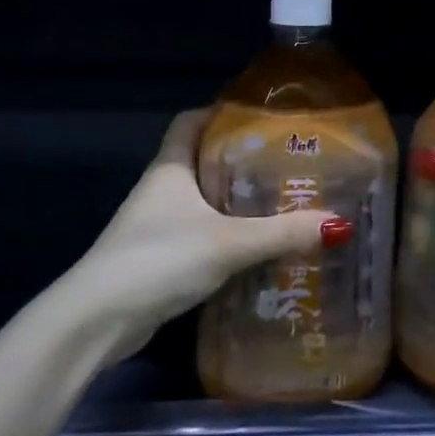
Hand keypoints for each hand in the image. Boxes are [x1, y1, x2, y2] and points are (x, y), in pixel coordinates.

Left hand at [78, 108, 352, 360]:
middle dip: (240, 161)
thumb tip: (338, 225)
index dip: (218, 113)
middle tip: (285, 163)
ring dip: (234, 203)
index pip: (190, 122)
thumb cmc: (158, 259)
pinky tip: (254, 249)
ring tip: (280, 203)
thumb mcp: (228, 243)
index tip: (258, 116)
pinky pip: (199, 236)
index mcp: (170, 169)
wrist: (96, 322)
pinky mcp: (158, 261)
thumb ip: (281, 234)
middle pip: (202, 162)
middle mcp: (160, 191)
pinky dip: (225, 237)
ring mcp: (155, 228)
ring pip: (202, 202)